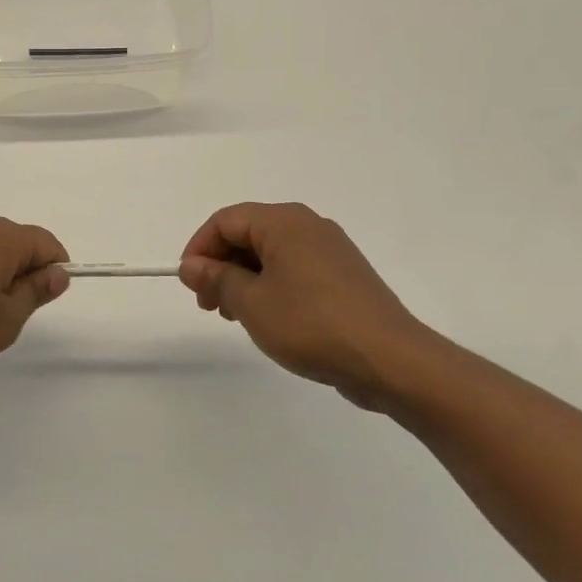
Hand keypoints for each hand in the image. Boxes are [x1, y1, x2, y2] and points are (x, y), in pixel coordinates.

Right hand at [179, 202, 439, 409]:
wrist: (392, 361)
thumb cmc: (312, 324)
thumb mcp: (252, 303)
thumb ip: (216, 279)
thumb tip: (191, 266)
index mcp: (284, 222)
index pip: (225, 220)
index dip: (199, 249)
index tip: (189, 284)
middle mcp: (308, 225)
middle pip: (248, 233)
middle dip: (221, 265)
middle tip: (208, 304)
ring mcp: (330, 250)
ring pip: (271, 253)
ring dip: (244, 278)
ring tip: (235, 315)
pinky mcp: (344, 276)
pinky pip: (294, 269)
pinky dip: (271, 285)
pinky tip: (269, 318)